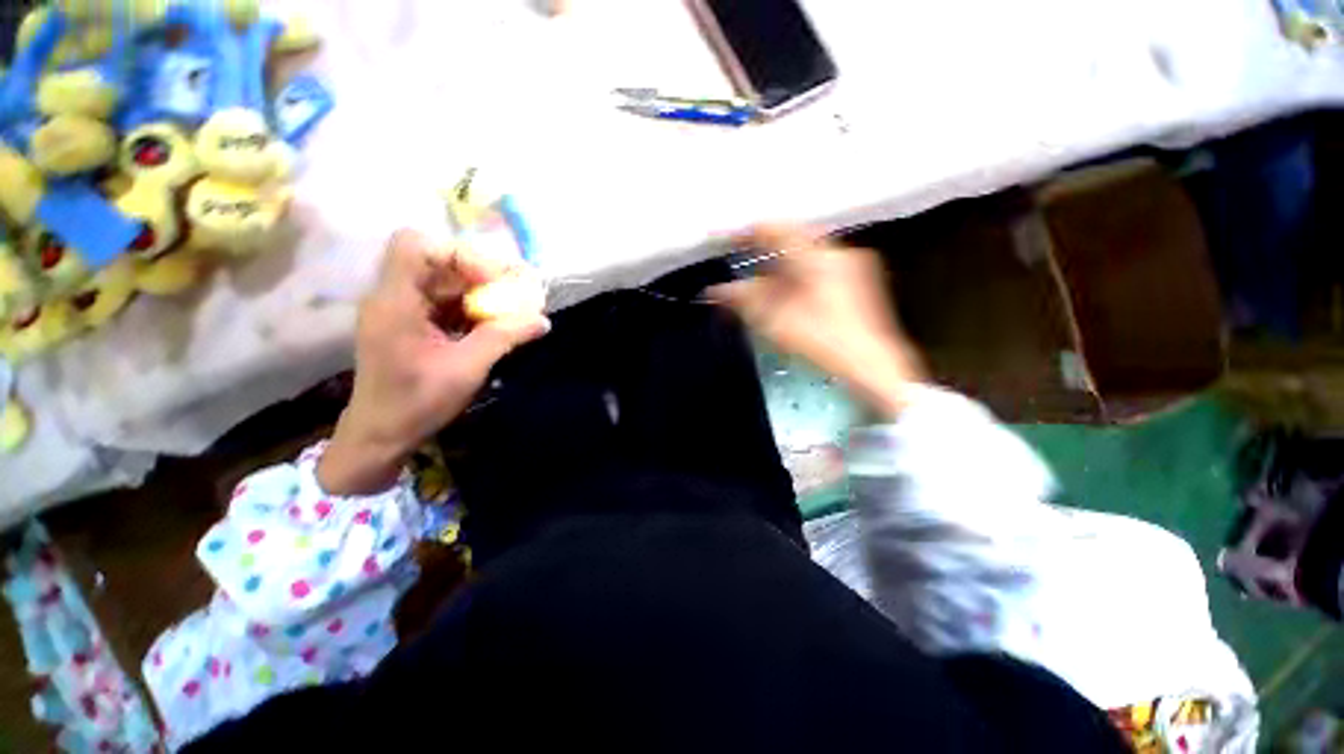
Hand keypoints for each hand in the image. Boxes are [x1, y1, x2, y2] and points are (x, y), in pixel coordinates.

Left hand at [318, 230, 549, 494]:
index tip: (495, 281)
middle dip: (482, 272)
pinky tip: (497, 322)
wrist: (382, 433)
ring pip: (447, 279)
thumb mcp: (466, 370)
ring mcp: (405, 308)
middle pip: (439, 260)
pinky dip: (475, 306)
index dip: (460, 255)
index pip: (416, 246)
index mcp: (395, 302)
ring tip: (515, 306)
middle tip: (519, 290)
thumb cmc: (417, 403)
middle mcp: (395, 296)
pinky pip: (448, 300)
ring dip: (483, 289)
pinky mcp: (415, 321)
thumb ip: (504, 338)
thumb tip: (543, 321)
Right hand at [709, 224, 924, 417]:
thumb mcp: (775, 321)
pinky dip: (797, 273)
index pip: (774, 229)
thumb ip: (743, 299)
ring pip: (805, 254)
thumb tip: (713, 291)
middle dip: (763, 250)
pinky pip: (819, 265)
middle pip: (791, 240)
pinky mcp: (857, 280)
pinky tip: (788, 292)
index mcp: (816, 256)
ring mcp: (851, 265)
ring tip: (759, 279)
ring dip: (780, 263)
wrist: (871, 365)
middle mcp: (836, 251)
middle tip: (740, 258)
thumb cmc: (821, 341)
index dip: (745, 232)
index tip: (723, 239)